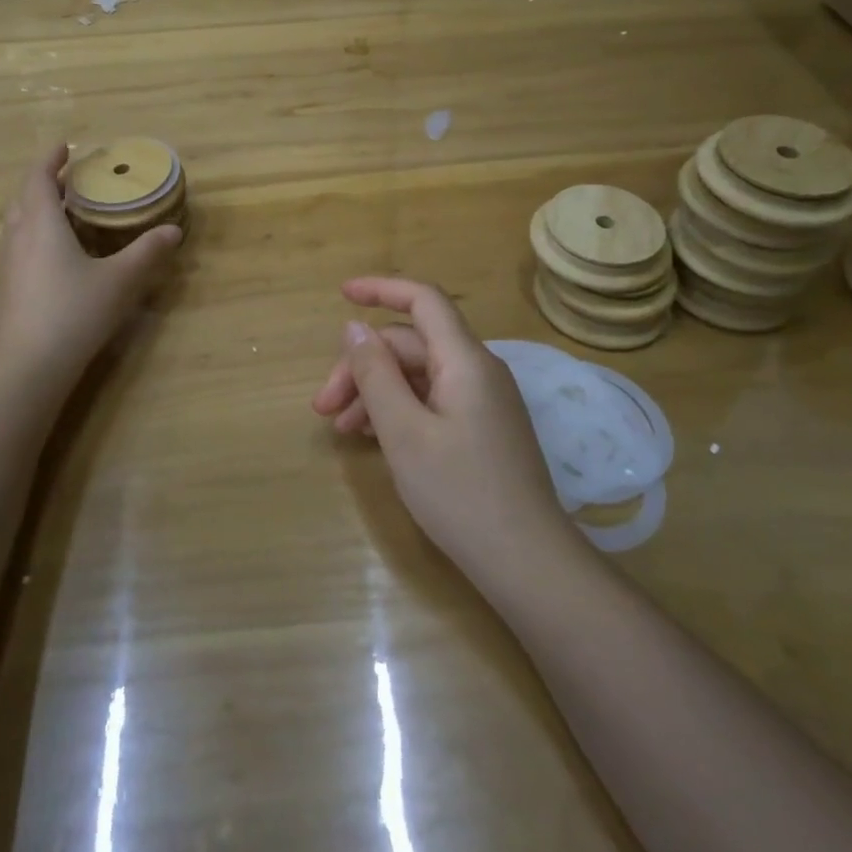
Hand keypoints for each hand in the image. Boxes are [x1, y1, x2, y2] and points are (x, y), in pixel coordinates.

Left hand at [0, 144, 181, 379]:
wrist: (27, 366)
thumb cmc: (74, 312)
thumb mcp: (120, 281)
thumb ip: (147, 253)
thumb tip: (174, 230)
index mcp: (41, 224)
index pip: (38, 178)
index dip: (50, 159)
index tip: (64, 146)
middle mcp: (18, 238)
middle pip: (24, 198)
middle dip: (44, 183)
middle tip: (70, 180)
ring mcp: (7, 266)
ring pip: (18, 224)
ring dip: (37, 210)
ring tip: (65, 213)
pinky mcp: (6, 290)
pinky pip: (19, 248)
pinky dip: (35, 236)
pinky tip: (58, 256)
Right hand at [311, 277, 571, 584]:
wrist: (527, 562)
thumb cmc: (460, 493)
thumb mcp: (404, 432)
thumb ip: (375, 375)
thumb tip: (354, 327)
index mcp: (465, 360)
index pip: (423, 301)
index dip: (381, 289)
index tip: (341, 294)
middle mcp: (478, 371)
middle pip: (411, 346)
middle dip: (363, 367)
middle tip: (323, 409)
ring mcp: (483, 401)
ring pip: (419, 376)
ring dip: (376, 392)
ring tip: (342, 430)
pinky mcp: (483, 429)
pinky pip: (433, 400)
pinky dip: (399, 410)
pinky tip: (374, 438)